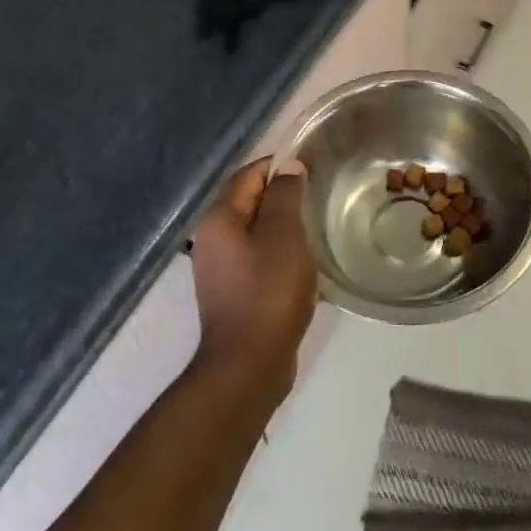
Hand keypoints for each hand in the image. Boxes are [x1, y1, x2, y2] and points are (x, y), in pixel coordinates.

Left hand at [189, 157, 316, 401]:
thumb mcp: (283, 235)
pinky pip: (258, 257)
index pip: (248, 175)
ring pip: (255, 231)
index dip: (279, 165)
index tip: (313, 164)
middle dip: (282, 194)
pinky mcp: (233, 292)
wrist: (249, 365)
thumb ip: (285, 196)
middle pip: (249, 201)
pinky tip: (303, 260)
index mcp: (219, 220)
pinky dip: (279, 250)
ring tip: (316, 223)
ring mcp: (220, 269)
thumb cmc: (268, 292)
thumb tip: (288, 167)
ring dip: (283, 224)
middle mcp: (212, 239)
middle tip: (319, 192)